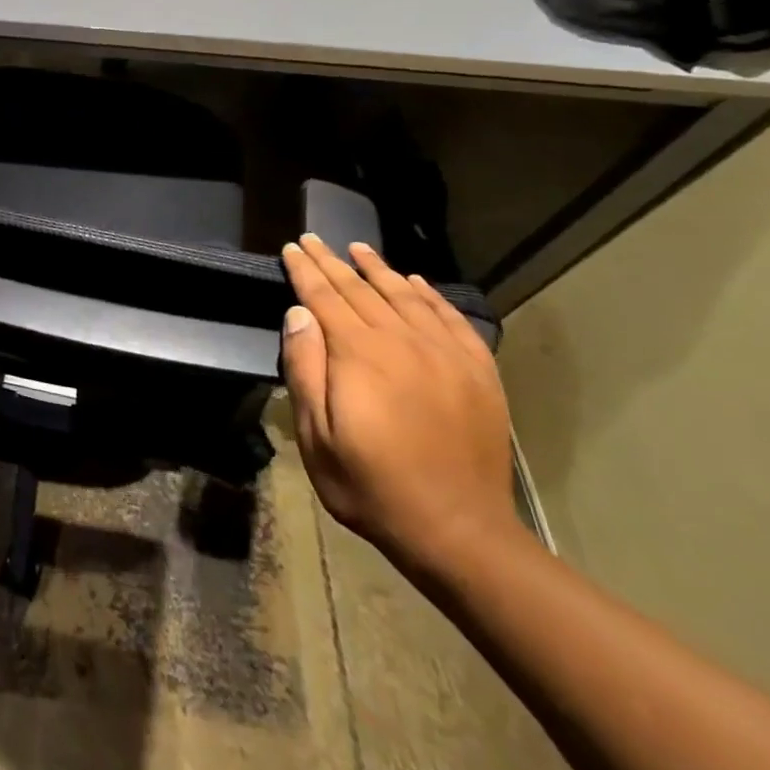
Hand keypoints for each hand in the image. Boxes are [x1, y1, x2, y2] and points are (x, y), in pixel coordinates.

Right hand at [280, 234, 519, 572]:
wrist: (458, 531)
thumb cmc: (371, 484)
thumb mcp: (317, 434)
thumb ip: (305, 368)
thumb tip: (299, 313)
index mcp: (359, 354)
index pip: (324, 297)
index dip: (304, 270)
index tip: (291, 247)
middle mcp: (402, 341)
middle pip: (361, 289)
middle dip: (332, 262)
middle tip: (314, 239)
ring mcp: (445, 354)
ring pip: (405, 296)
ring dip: (378, 269)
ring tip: (358, 248)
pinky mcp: (477, 372)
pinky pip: (450, 319)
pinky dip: (430, 295)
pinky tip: (416, 283)